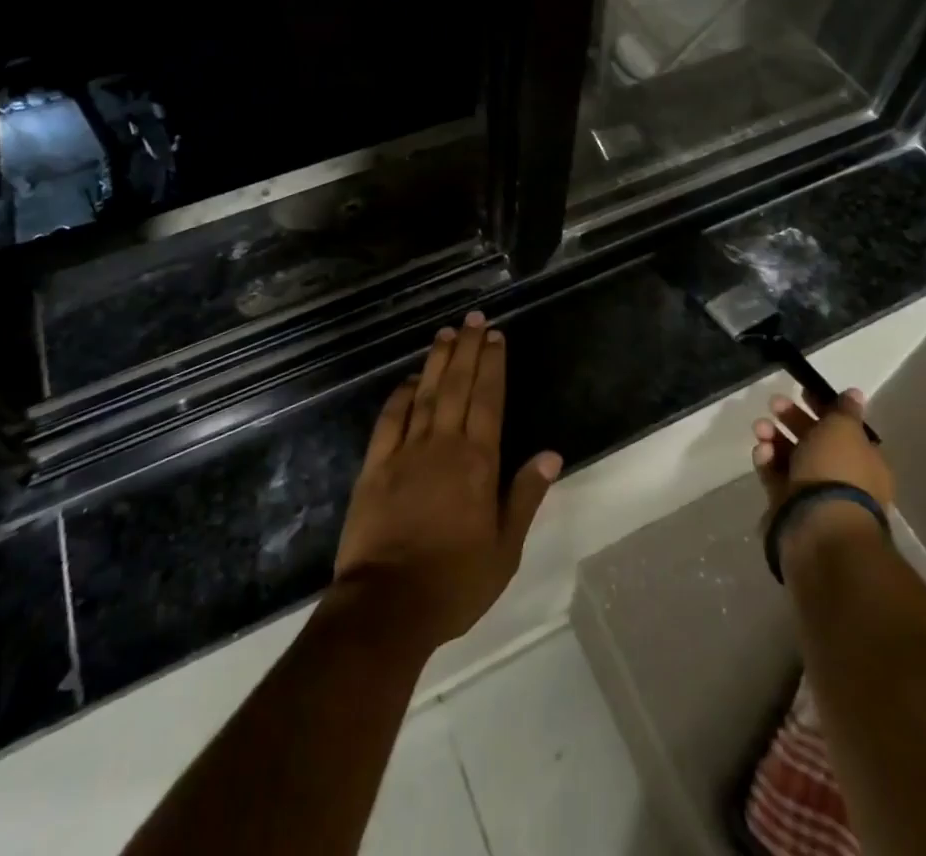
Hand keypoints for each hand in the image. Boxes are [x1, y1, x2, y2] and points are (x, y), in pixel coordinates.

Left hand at [331, 311, 562, 652]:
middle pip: (457, 386)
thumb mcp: (505, 549)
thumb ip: (525, 496)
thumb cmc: (454, 582)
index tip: (495, 337)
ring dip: (436, 362)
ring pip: (424, 394)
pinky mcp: (375, 467)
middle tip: (472, 319)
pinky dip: (399, 396)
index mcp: (478, 463)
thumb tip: (550, 454)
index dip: (492, 365)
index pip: (488, 400)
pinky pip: (389, 420)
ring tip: (445, 334)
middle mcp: (443, 446)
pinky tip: (407, 380)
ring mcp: (405, 452)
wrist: (387, 606)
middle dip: (467, 350)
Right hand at [753, 386, 893, 532]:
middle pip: (814, 441)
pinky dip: (767, 462)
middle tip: (773, 403)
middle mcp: (842, 478)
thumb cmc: (837, 472)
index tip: (801, 391)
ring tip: (760, 428)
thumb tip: (855, 393)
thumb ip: (844, 410)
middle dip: (792, 419)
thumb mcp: (843, 430)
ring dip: (774, 438)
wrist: (819, 528)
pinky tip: (761, 452)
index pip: (843, 428)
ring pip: (791, 457)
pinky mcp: (789, 507)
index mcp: (864, 460)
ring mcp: (815, 495)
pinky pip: (776, 478)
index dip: (823, 407)